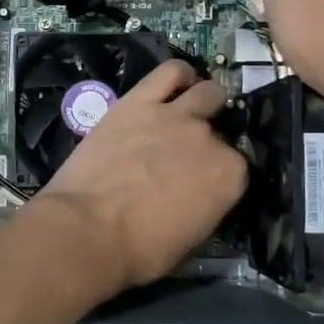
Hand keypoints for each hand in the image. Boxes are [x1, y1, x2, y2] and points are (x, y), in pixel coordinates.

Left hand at [33, 60, 247, 294]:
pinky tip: (176, 83)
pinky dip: (178, 75)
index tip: (203, 182)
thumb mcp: (190, 241)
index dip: (219, 173)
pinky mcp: (139, 101)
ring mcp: (175, 115)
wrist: (87, 230)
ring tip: (188, 110)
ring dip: (203, 100)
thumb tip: (202, 196)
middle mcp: (210, 139)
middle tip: (185, 153)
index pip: (237, 166)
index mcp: (230, 177)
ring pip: (206, 92)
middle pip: (219, 128)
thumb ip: (207, 206)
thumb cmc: (139, 250)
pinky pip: (169, 72)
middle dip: (208, 139)